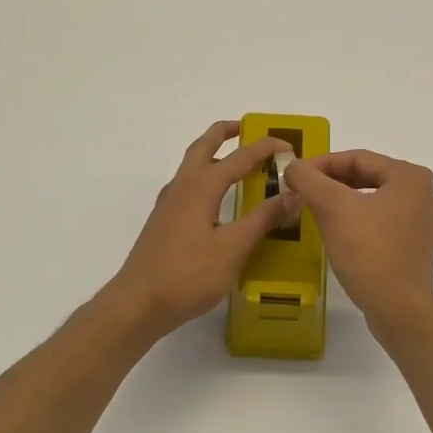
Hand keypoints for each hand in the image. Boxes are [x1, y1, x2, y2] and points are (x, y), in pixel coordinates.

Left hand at [105, 120, 302, 337]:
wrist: (139, 303)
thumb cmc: (188, 275)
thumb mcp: (233, 248)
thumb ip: (263, 219)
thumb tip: (294, 194)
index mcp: (201, 187)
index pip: (240, 157)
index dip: (266, 148)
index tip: (289, 147)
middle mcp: (182, 187)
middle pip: (204, 146)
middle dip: (226, 133)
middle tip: (249, 129)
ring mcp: (169, 205)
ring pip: (193, 166)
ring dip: (214, 155)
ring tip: (238, 163)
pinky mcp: (164, 223)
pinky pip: (189, 187)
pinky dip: (207, 179)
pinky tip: (218, 201)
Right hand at [281, 150, 432, 331]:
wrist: (399, 308)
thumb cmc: (369, 251)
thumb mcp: (332, 208)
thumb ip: (308, 179)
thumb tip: (293, 166)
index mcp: (411, 177)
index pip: (358, 158)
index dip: (321, 164)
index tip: (295, 176)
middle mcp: (425, 195)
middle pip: (368, 178)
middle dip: (332, 184)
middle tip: (303, 193)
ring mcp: (424, 224)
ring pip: (374, 202)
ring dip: (344, 203)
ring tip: (316, 212)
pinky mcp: (417, 249)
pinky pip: (383, 225)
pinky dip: (359, 223)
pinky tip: (339, 235)